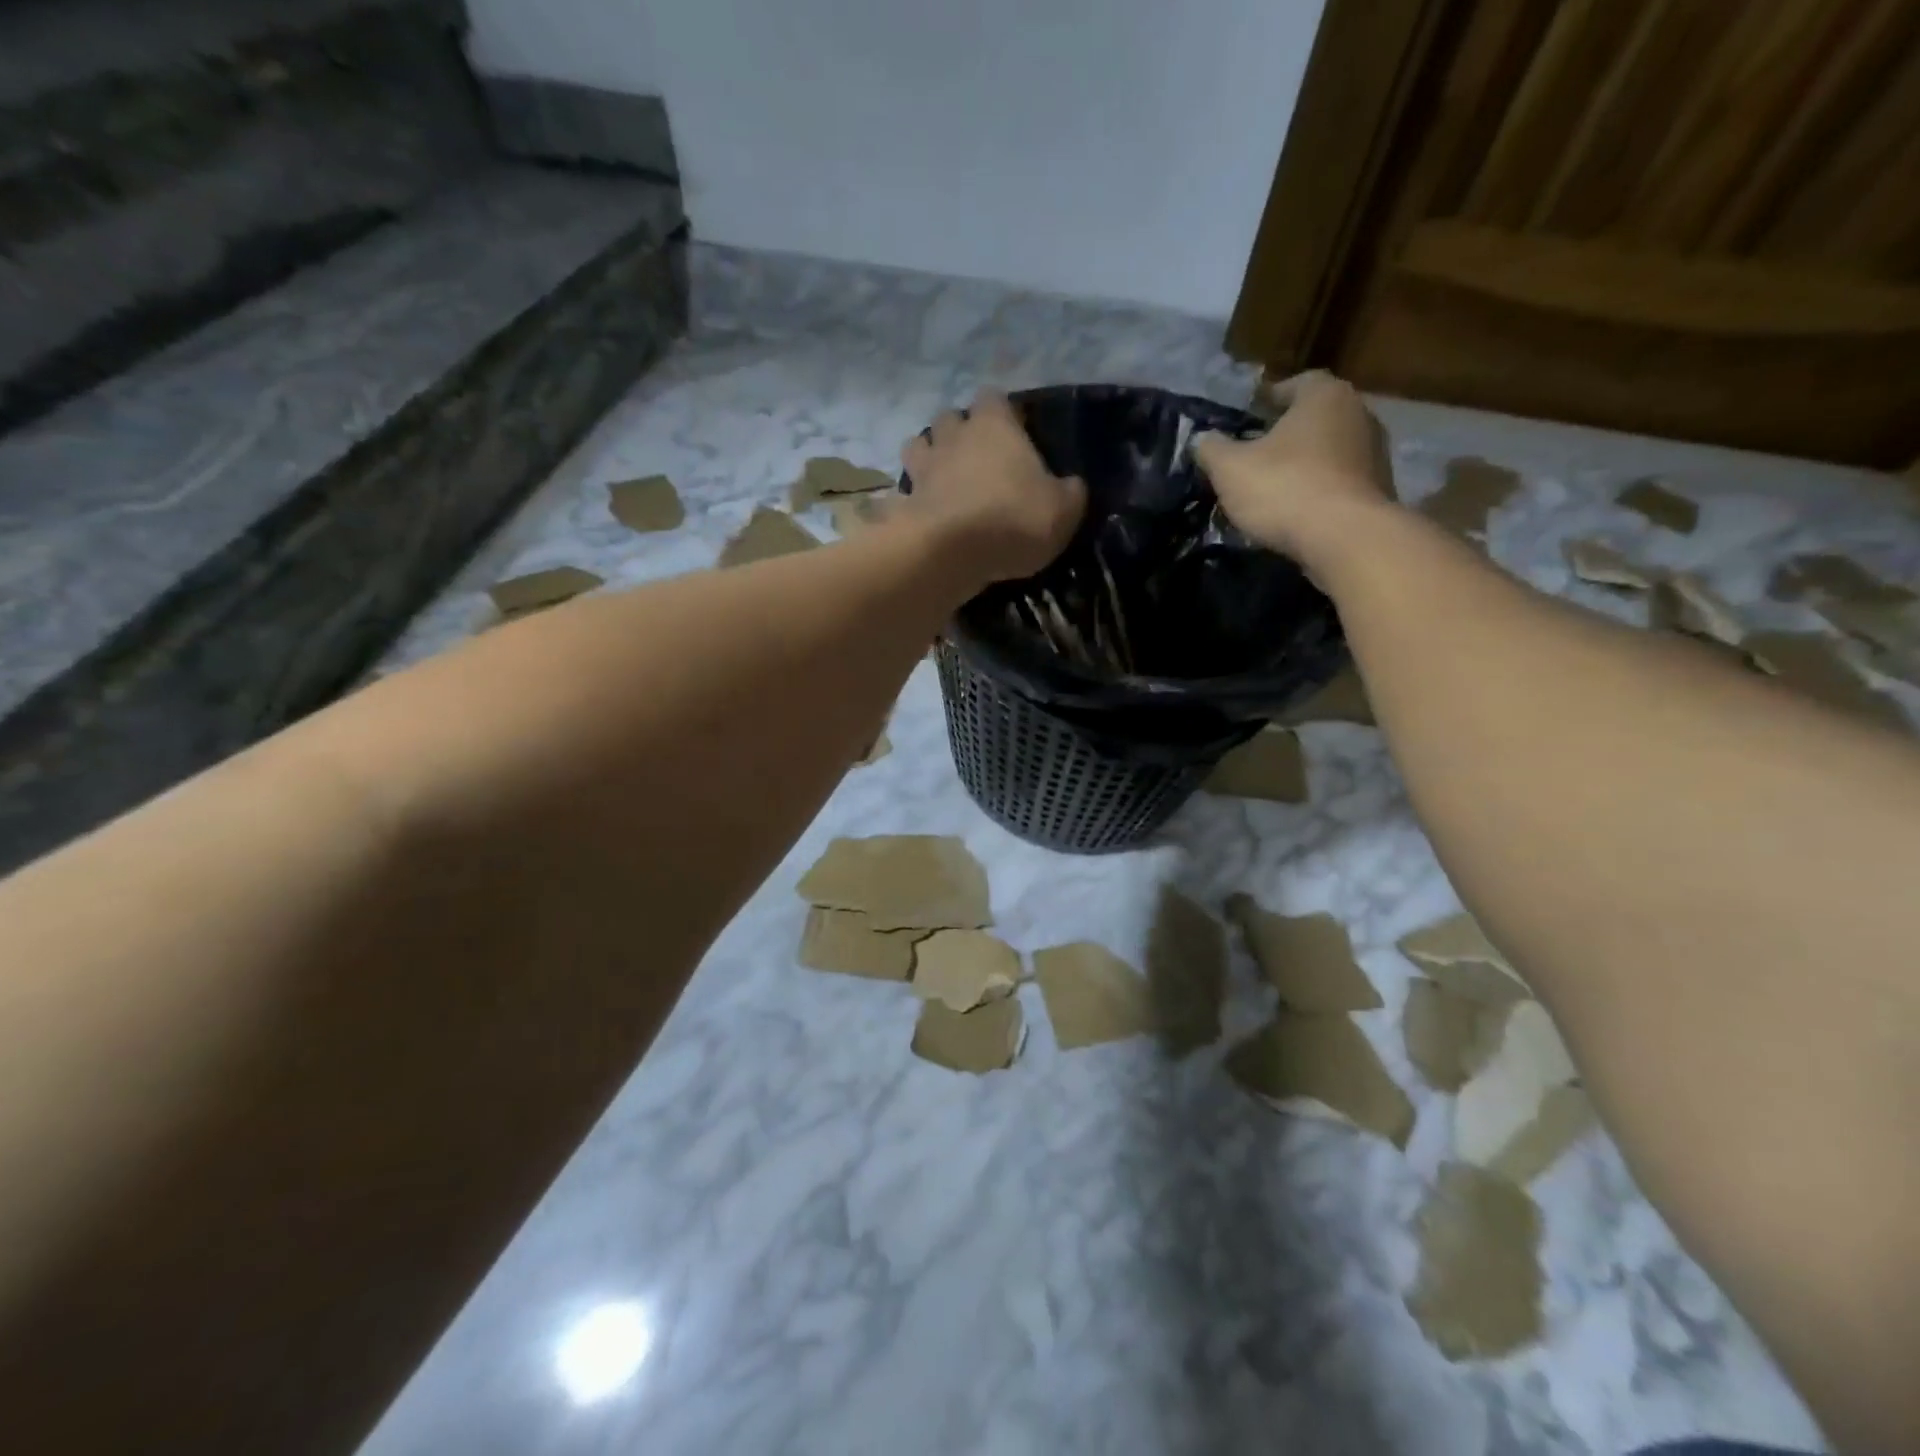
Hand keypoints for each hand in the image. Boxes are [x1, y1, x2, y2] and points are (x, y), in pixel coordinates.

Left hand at [900, 391, 1086, 583]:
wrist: (950, 552)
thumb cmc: (1014, 520)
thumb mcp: (1063, 510)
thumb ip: (1069, 492)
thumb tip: (1071, 485)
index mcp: (995, 425)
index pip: (994, 398)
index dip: (1003, 413)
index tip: (1014, 432)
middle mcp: (955, 435)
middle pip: (951, 417)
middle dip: (960, 431)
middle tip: (976, 457)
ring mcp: (924, 466)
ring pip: (918, 445)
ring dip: (930, 456)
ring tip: (944, 479)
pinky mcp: (905, 500)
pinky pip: (905, 489)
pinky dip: (912, 496)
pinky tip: (925, 511)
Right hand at [1194, 371, 1395, 564]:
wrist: (1345, 538)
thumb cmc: (1284, 488)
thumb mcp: (1230, 469)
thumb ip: (1212, 449)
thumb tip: (1202, 440)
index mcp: (1324, 396)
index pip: (1295, 384)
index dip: (1269, 399)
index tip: (1249, 417)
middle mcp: (1358, 413)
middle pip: (1314, 418)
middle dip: (1286, 433)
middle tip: (1255, 453)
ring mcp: (1375, 452)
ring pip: (1329, 450)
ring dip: (1304, 463)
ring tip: (1274, 486)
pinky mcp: (1379, 489)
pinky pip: (1340, 481)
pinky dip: (1319, 489)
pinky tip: (1297, 510)